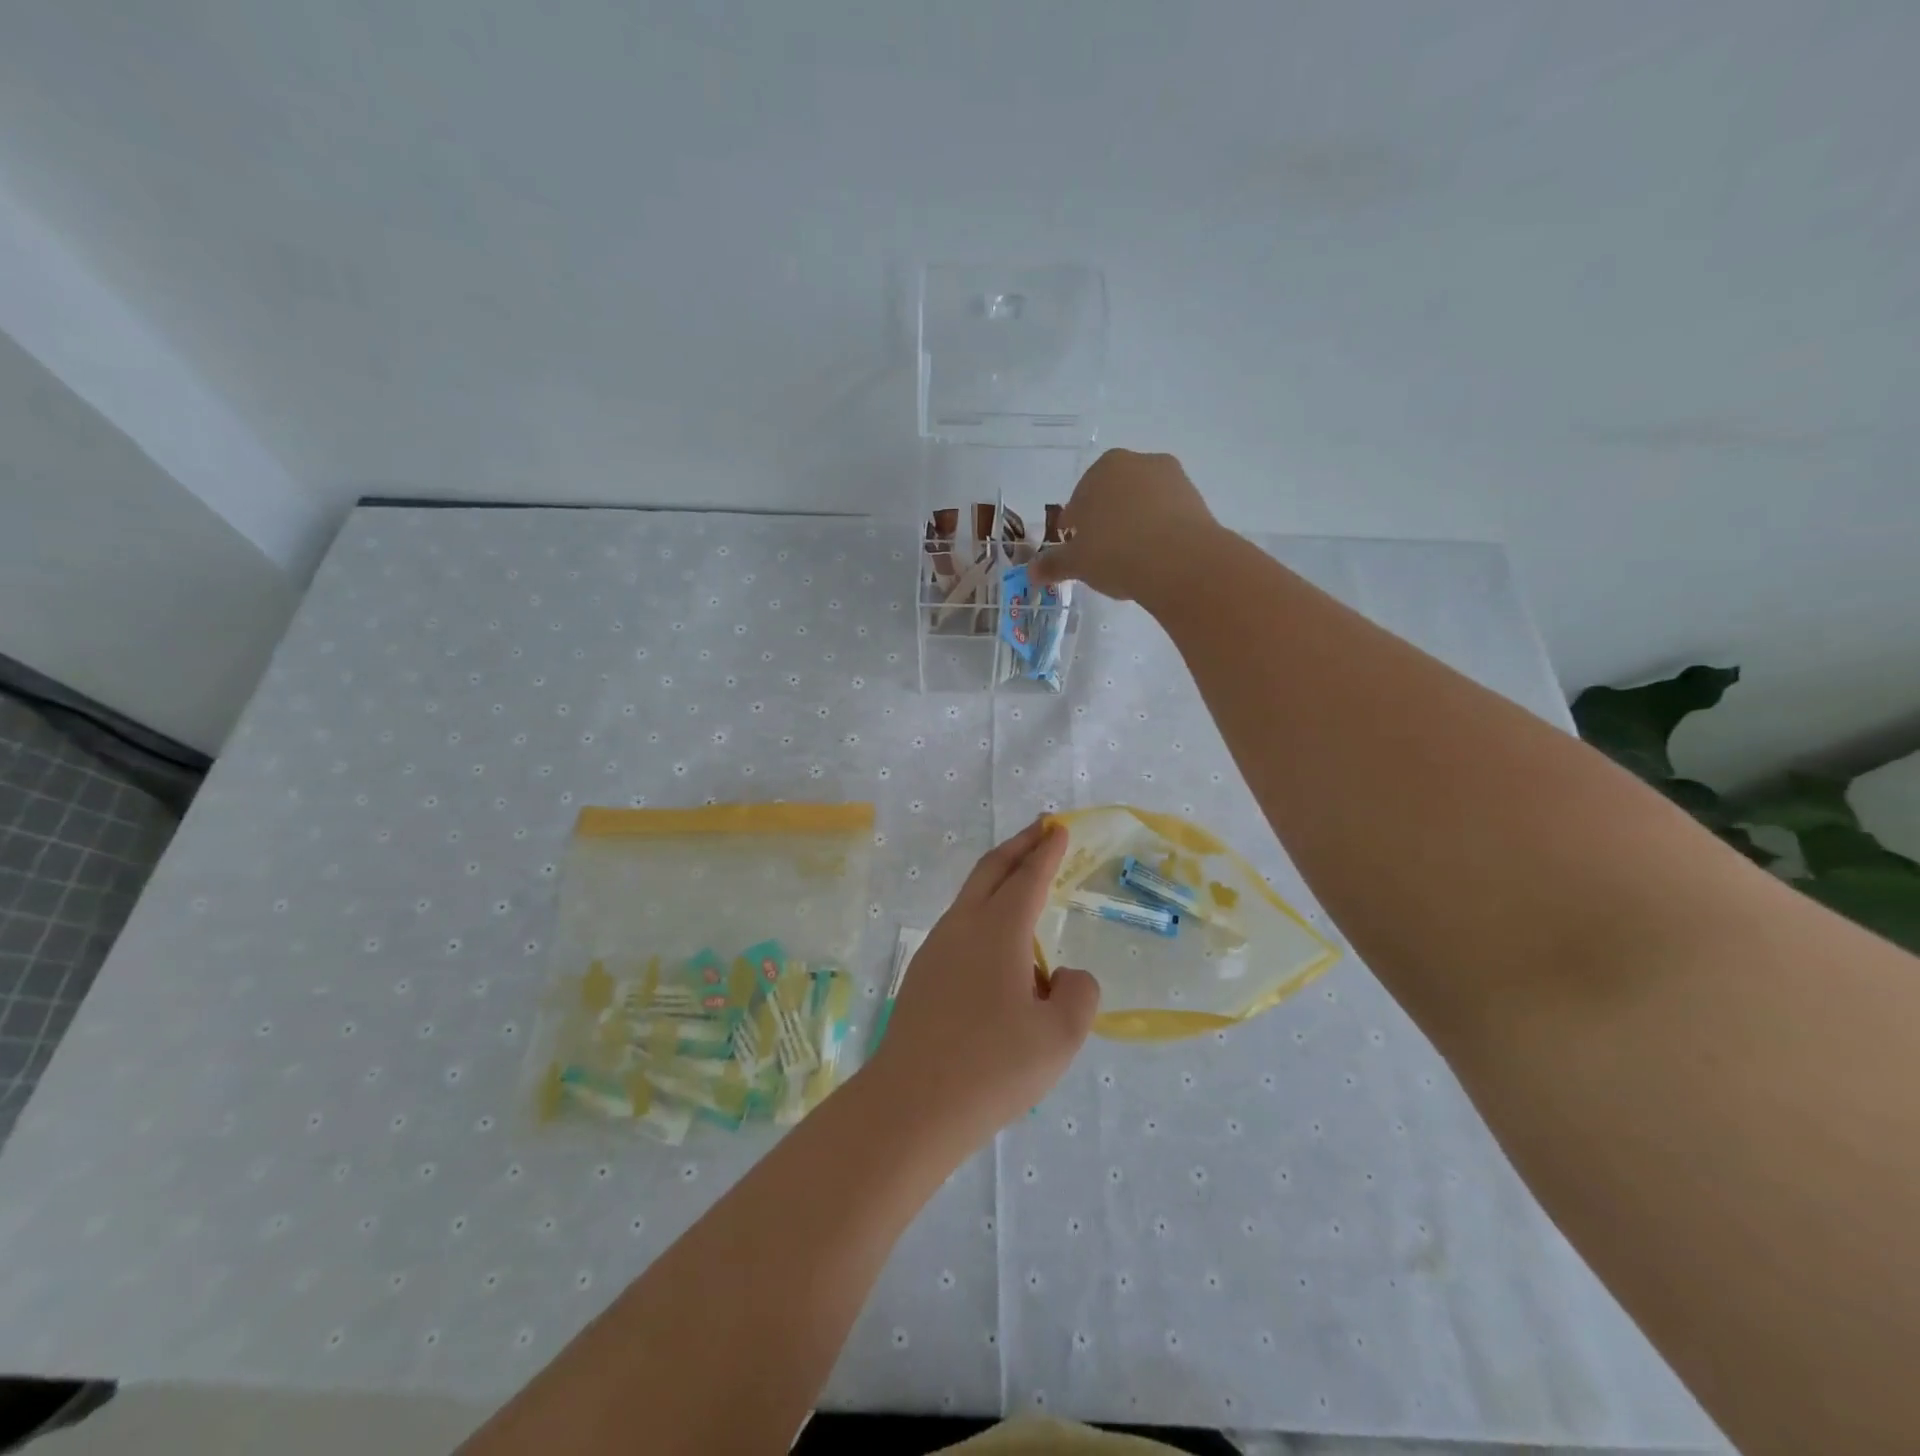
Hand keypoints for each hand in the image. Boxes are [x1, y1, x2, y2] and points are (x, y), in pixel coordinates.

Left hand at [867, 818, 1099, 1148]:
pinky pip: (961, 928)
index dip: (1047, 851)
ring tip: (1026, 887)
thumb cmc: (992, 1067)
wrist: (912, 1105)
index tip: (1059, 828)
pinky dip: (985, 915)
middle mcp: (963, 927)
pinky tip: (1000, 952)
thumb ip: (1078, 994)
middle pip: (991, 870)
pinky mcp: (922, 975)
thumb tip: (1062, 977)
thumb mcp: (1060, 1036)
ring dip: (999, 879)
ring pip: (971, 897)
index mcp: (998, 930)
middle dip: (1019, 845)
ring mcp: (936, 949)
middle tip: (1042, 828)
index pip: (1028, 877)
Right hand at [1029, 448, 1221, 603]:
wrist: (1180, 562)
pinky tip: (1154, 559)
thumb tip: (1032, 572)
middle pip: (1113, 496)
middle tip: (1102, 555)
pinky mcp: (1198, 500)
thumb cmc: (1116, 552)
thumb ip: (1054, 564)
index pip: (1080, 498)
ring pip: (1142, 504)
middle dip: (1106, 521)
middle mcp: (1138, 463)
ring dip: (1134, 525)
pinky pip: (1168, 516)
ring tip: (1130, 560)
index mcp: (1103, 468)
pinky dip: (1159, 533)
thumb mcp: (1078, 562)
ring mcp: (1173, 479)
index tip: (1076, 549)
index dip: (1075, 527)